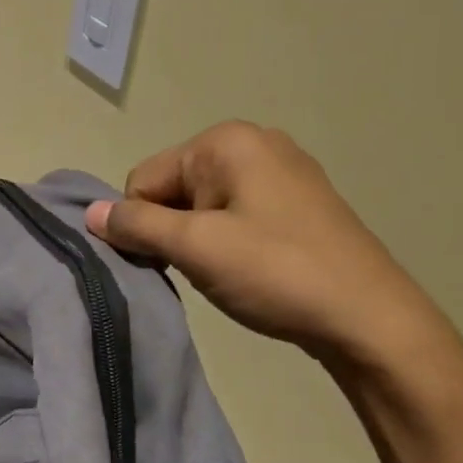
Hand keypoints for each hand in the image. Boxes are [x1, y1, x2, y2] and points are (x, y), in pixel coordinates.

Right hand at [84, 120, 451, 369]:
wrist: (374, 322)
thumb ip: (135, 225)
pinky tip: (251, 269)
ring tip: (229, 273)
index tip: (170, 261)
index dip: (144, 223)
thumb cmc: (277, 273)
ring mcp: (282, 170)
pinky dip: (228, 241)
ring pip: (202, 205)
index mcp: (226, 141)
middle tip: (202, 268)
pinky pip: (236, 214)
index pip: (144, 178)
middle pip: (173, 187)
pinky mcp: (299, 202)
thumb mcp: (195, 247)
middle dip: (173, 230)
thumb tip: (88, 213)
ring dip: (199, 240)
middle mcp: (254, 142)